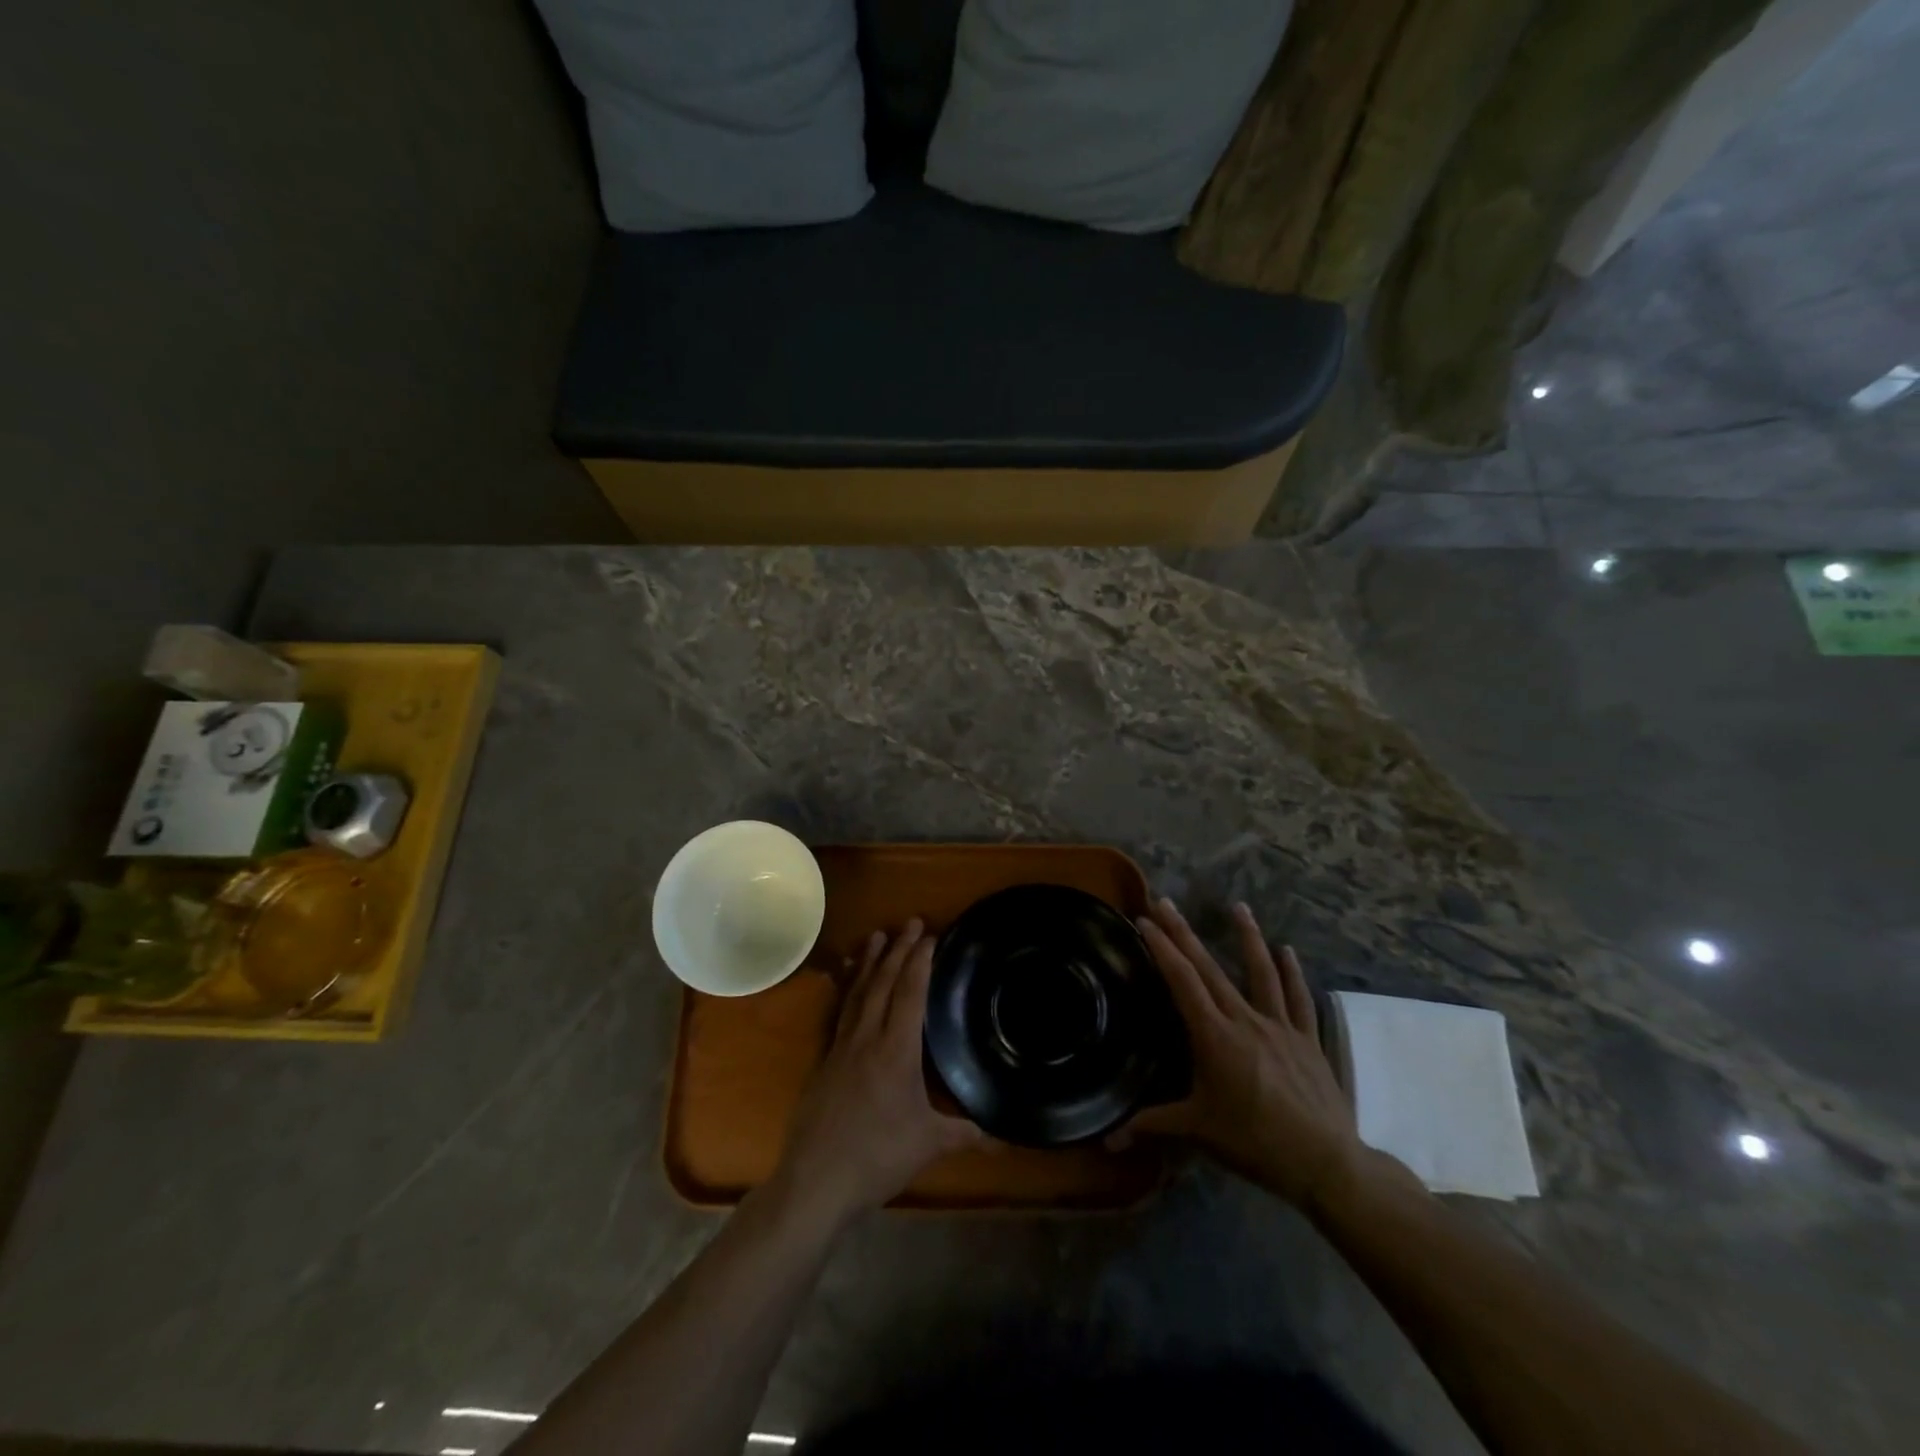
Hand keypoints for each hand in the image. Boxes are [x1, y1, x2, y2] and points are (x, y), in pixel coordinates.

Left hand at [774, 920, 983, 1223]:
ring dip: (869, 961)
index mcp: (896, 1049)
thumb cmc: (877, 1157)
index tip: (930, 936)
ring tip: (876, 935)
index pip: (910, 992)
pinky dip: (848, 989)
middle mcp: (867, 1037)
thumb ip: (967, 1133)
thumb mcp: (929, 1144)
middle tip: (910, 922)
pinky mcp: (825, 1060)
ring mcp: (841, 1046)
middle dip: (898, 950)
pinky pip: (840, 1012)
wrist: (816, 1180)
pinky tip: (848, 982)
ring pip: (858, 992)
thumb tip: (1005, 1137)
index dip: (920, 961)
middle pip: (883, 982)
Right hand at [1124, 898, 1365, 1208]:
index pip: (1182, 982)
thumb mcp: (1199, 1131)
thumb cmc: (1255, 1142)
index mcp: (1214, 1036)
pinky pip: (1298, 999)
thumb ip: (1153, 1125)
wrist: (1325, 1162)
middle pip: (1210, 968)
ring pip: (1261, 972)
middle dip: (1184, 932)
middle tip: (1166, 901)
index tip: (1145, 920)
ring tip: (1238, 907)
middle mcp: (1245, 1020)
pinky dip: (1292, 973)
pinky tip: (1287, 951)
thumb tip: (1107, 1140)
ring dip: (1247, 937)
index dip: (1162, 948)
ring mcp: (1280, 1026)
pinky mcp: (1307, 1039)